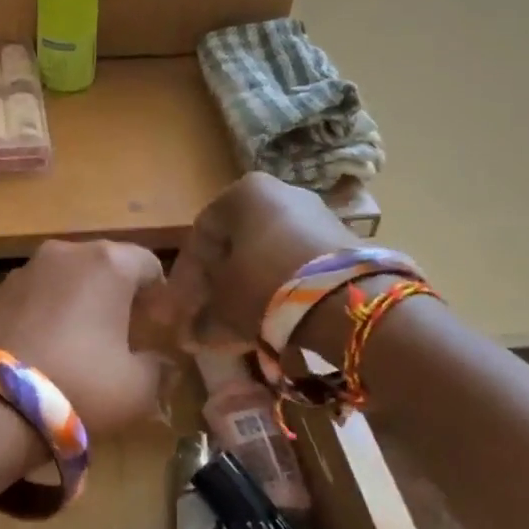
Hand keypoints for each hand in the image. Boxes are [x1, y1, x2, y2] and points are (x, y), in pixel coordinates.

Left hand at [0, 240, 166, 434]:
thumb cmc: (81, 385)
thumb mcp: (137, 388)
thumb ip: (158, 368)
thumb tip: (159, 362)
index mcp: (108, 263)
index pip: (148, 264)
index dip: (158, 296)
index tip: (156, 329)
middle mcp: (65, 253)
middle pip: (103, 266)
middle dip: (115, 296)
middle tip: (121, 337)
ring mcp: (23, 270)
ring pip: (64, 280)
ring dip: (76, 303)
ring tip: (77, 345)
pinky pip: (31, 298)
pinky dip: (42, 315)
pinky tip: (41, 352)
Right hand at [166, 174, 353, 348]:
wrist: (348, 299)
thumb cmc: (266, 286)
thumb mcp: (223, 305)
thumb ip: (201, 317)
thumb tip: (189, 336)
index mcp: (243, 193)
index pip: (200, 234)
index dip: (186, 276)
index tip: (181, 309)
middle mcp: (279, 192)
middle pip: (235, 242)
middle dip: (218, 282)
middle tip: (208, 315)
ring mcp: (315, 214)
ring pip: (266, 254)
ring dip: (248, 287)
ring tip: (239, 324)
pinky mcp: (342, 241)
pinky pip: (297, 264)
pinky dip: (280, 288)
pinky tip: (272, 318)